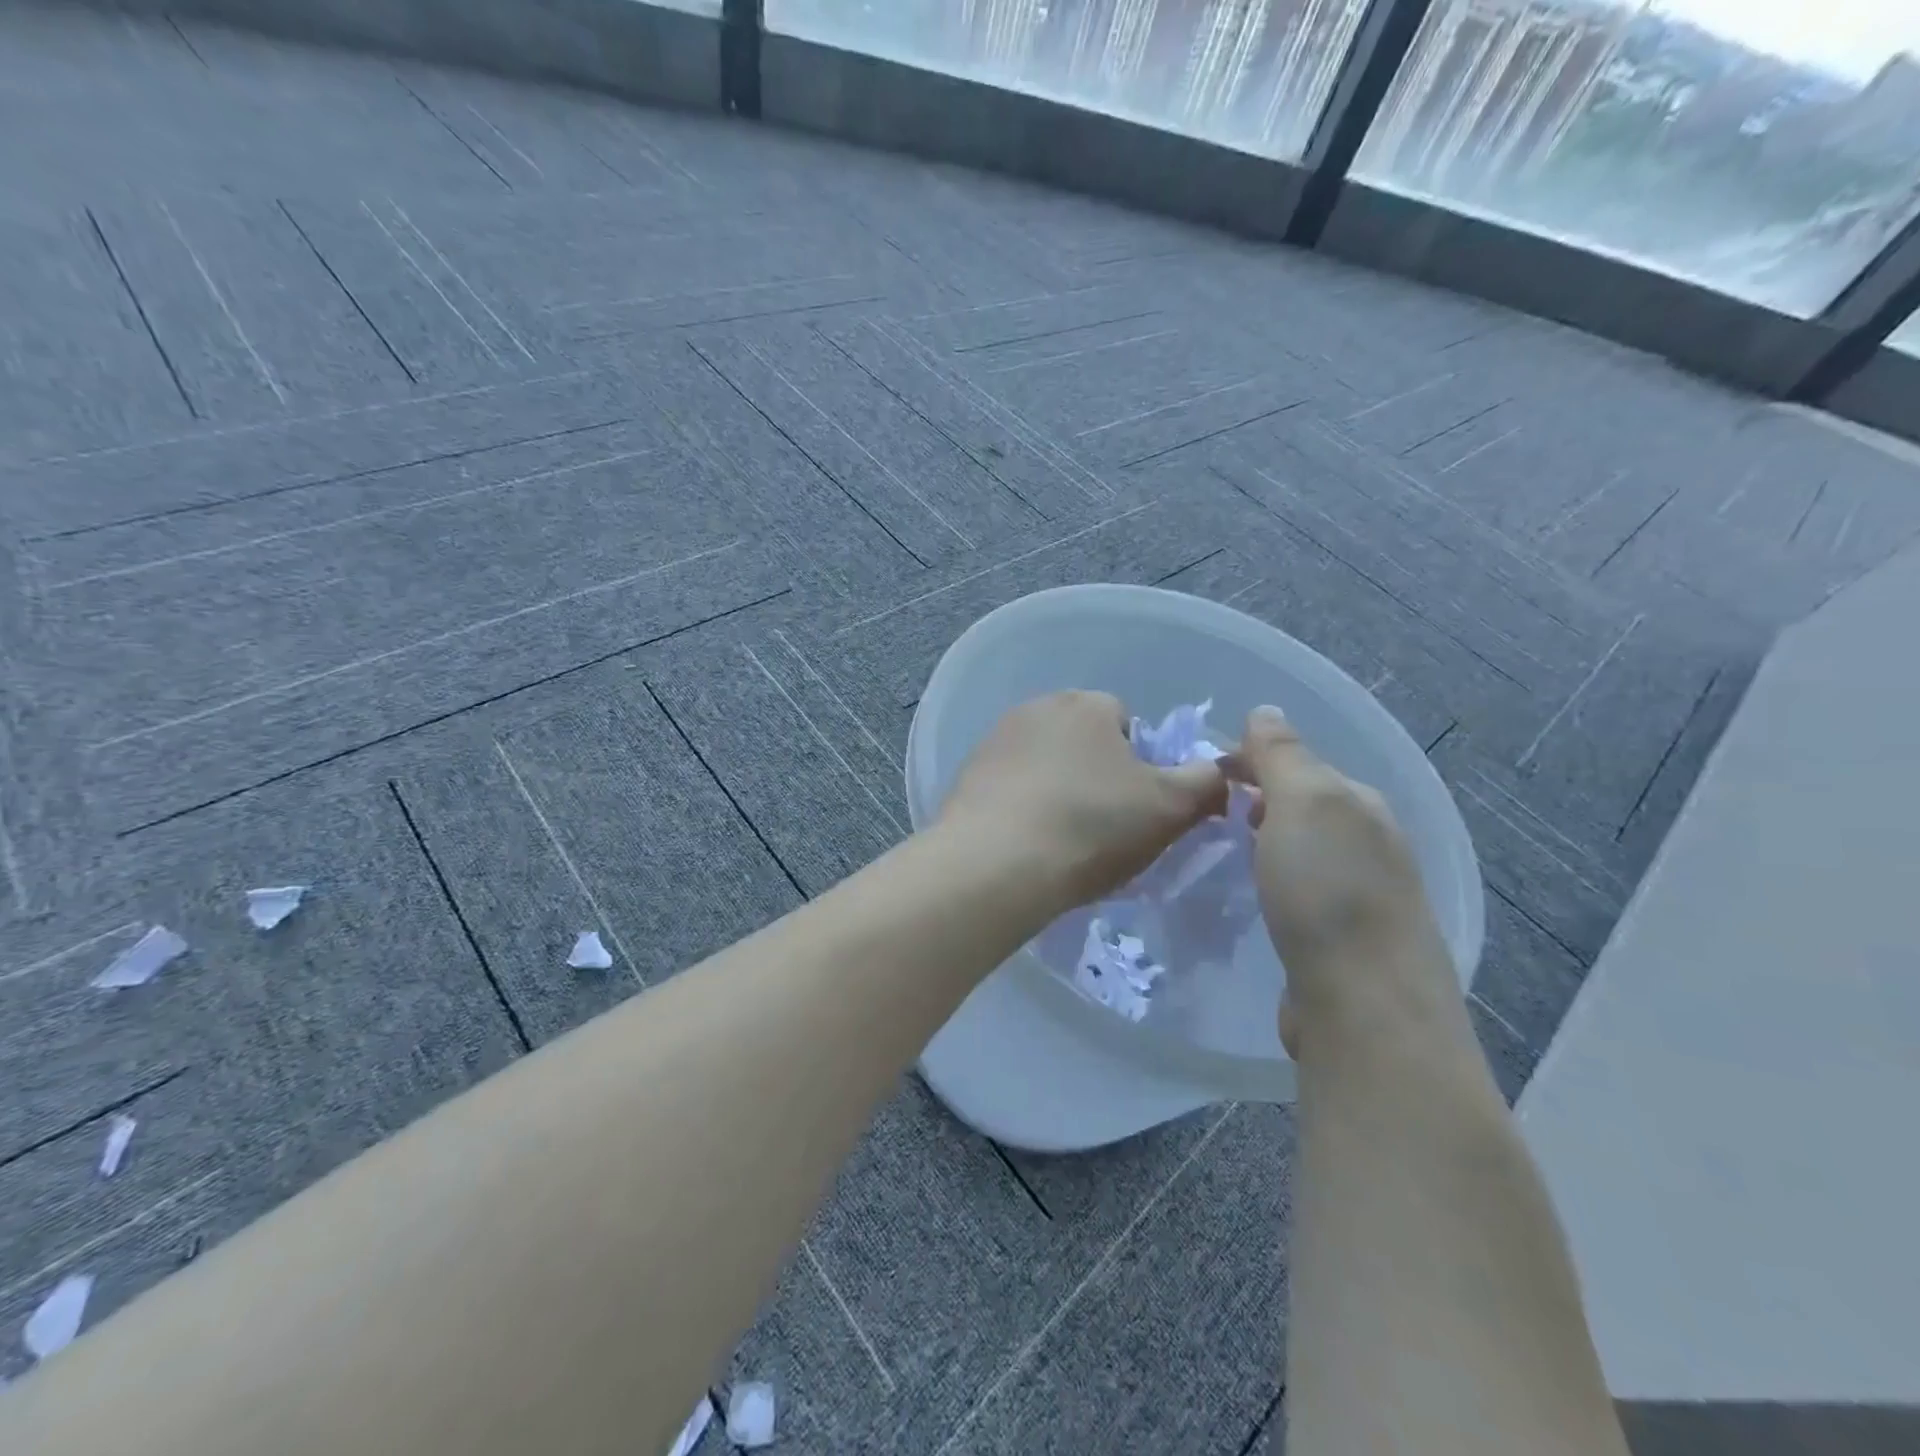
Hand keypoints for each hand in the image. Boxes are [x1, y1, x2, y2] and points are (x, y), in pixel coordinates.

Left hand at [937, 691, 1228, 918]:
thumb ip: (1205, 784)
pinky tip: (1025, 843)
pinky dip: (1022, 807)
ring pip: (1045, 764)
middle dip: (1097, 776)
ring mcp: (996, 739)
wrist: (995, 864)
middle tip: (1103, 828)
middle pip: (1084, 742)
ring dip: (1057, 790)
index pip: (1128, 724)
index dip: (1140, 767)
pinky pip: (1010, 787)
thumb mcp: (1170, 808)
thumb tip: (1221, 772)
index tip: (1136, 809)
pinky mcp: (967, 774)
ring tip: (1061, 841)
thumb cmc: (1092, 827)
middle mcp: (1037, 707)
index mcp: (1087, 703)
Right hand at [1223, 707, 1456, 1058]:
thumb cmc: (1328, 891)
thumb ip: (1284, 755)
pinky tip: (1252, 898)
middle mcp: (1370, 845)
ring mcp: (1361, 897)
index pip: (1299, 763)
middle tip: (1202, 814)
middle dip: (1255, 802)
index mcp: (1361, 805)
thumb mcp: (1304, 803)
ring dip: (1263, 844)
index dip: (1249, 761)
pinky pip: (1300, 894)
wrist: (1364, 1006)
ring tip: (1220, 851)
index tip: (1201, 777)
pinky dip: (1272, 884)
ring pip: (1302, 852)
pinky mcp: (1342, 942)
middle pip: (1302, 808)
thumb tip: (1265, 710)